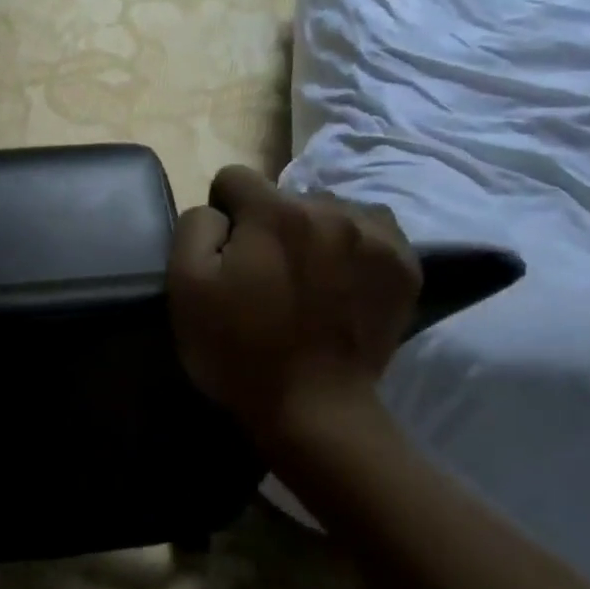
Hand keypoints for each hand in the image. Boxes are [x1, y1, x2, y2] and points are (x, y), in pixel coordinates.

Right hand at [168, 166, 420, 437]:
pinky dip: (352, 248)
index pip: (234, 179)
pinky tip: (341, 284)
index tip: (225, 254)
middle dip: (269, 226)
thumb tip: (218, 211)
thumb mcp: (185, 287)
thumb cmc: (239, 350)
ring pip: (329, 211)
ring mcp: (376, 235)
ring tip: (307, 280)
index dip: (221, 214)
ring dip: (313, 234)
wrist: (314, 409)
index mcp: (275, 212)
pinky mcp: (404, 265)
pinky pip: (371, 231)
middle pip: (285, 197)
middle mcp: (331, 209)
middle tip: (265, 276)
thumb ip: (195, 227)